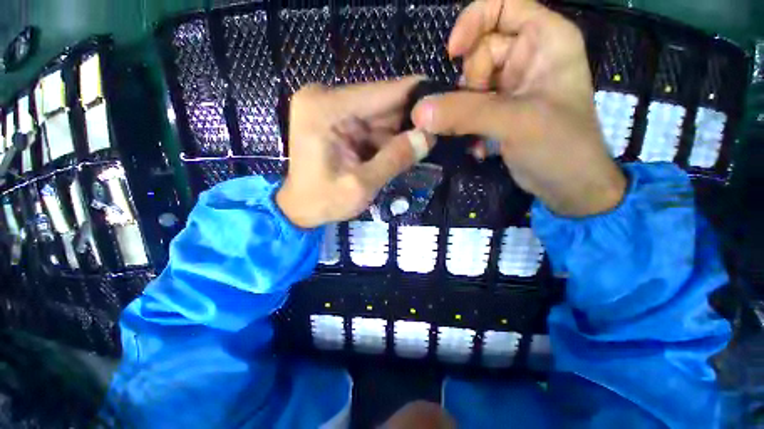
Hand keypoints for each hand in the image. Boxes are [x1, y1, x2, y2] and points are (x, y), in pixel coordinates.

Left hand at [277, 78, 432, 227]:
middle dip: (408, 119)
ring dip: (398, 131)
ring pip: (377, 113)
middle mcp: (325, 98)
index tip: (444, 99)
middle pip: (380, 102)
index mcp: (325, 108)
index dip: (415, 96)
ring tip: (421, 145)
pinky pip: (369, 123)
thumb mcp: (361, 186)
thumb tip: (428, 137)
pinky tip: (399, 150)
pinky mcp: (335, 119)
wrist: (299, 208)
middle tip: (435, 133)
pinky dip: (385, 137)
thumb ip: (394, 160)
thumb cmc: (323, 201)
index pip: (381, 93)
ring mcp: (329, 107)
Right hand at [412, 0, 625, 216]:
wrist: (568, 187)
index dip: (473, 22)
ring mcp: (513, 87)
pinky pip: (471, 108)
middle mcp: (529, 57)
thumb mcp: (515, 122)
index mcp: (546, 39)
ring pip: (471, 84)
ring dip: (465, 111)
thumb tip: (419, 112)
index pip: (502, 5)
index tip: (452, 54)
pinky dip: (468, 126)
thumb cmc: (559, 147)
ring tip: (476, 134)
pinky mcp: (501, 112)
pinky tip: (478, 147)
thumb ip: (465, 114)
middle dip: (470, 83)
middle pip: (480, 50)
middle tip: (477, 112)